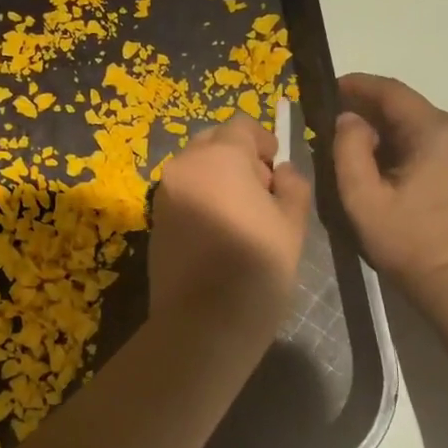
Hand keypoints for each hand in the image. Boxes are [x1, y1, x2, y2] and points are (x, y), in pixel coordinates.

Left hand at [150, 115, 311, 342]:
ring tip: (241, 215)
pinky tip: (219, 232)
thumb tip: (281, 172)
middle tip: (261, 191)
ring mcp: (164, 193)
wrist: (203, 322)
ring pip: (195, 168)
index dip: (263, 141)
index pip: (241, 125)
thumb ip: (292, 186)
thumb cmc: (257, 267)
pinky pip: (182, 194)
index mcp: (220, 157)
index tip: (276, 167)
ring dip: (218, 177)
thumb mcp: (292, 224)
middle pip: (213, 142)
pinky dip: (201, 198)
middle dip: (238, 156)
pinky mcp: (154, 220)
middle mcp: (184, 166)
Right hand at [333, 73, 447, 295]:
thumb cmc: (408, 240)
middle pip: (405, 107)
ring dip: (383, 129)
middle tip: (332, 121)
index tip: (328, 86)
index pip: (391, 92)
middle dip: (368, 110)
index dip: (357, 85)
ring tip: (350, 143)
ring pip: (416, 124)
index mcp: (437, 130)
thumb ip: (348, 149)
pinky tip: (380, 161)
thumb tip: (349, 119)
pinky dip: (402, 144)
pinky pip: (429, 141)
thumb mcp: (363, 197)